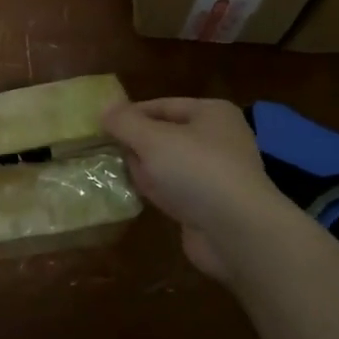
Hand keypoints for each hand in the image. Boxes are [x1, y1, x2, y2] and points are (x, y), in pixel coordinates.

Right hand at [102, 98, 292, 282]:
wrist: (237, 232)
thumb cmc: (197, 171)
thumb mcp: (153, 139)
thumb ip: (125, 122)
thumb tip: (104, 109)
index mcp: (211, 113)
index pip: (161, 105)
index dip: (130, 114)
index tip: (101, 126)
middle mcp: (217, 139)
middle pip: (164, 135)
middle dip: (136, 144)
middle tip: (107, 153)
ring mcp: (215, 174)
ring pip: (167, 164)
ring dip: (145, 170)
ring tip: (117, 174)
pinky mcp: (209, 204)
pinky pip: (174, 190)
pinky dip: (157, 192)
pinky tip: (137, 196)